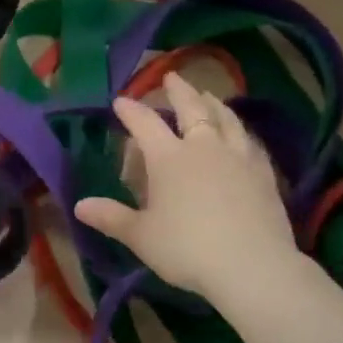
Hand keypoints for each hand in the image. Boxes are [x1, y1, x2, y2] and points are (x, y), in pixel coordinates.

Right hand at [74, 72, 301, 299]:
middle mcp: (203, 147)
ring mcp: (238, 157)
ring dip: (214, 104)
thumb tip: (79, 205)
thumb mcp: (141, 236)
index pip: (145, 124)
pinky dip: (241, 131)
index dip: (131, 110)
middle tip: (172, 77)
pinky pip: (250, 142)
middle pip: (191, 109)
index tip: (120, 100)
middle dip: (179, 91)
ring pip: (225, 119)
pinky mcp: (263, 174)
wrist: (251, 265)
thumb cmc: (187, 249)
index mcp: (169, 158)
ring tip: (209, 96)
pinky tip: (242, 135)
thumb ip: (111, 217)